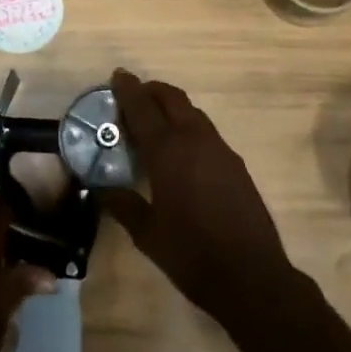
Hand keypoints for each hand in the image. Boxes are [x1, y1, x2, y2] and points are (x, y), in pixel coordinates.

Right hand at [102, 69, 302, 325]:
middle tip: (133, 95)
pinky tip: (181, 150)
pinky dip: (188, 125)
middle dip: (151, 90)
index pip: (142, 108)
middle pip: (171, 98)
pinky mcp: (235, 162)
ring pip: (191, 111)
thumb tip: (99, 190)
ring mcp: (219, 148)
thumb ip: (122, 205)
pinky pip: (205, 130)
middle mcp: (194, 139)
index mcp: (167, 151)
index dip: (128, 90)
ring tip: (154, 121)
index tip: (117, 76)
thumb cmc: (192, 254)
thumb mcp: (147, 234)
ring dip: (171, 107)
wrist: (251, 275)